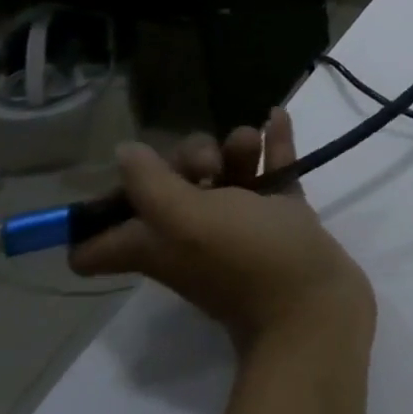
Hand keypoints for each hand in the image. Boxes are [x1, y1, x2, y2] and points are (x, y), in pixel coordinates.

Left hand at [70, 110, 374, 353]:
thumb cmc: (247, 257)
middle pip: (174, 186)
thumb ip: (150, 183)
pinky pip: (272, 168)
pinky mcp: (281, 213)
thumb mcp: (187, 219)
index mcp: (155, 244)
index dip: (102, 210)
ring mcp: (242, 222)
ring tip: (252, 140)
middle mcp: (191, 233)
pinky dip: (273, 142)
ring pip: (228, 172)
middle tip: (210, 166)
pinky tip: (276, 115)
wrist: (314, 298)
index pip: (98, 244)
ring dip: (236, 147)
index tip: (127, 179)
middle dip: (190, 159)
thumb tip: (124, 153)